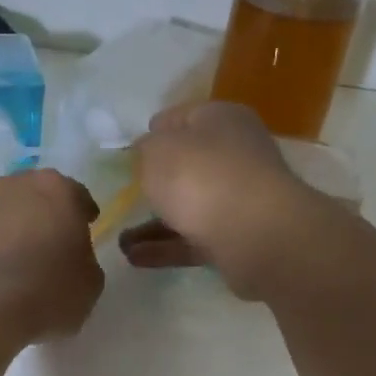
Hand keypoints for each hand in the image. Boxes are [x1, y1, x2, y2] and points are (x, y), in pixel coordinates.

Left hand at [0, 170, 103, 339]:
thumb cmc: (49, 289)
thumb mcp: (90, 282)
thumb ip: (84, 260)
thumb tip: (72, 261)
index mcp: (55, 189)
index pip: (76, 194)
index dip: (82, 213)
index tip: (85, 229)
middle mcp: (11, 186)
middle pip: (31, 196)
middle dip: (39, 215)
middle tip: (47, 245)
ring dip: (4, 229)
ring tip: (11, 262)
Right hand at [118, 101, 325, 297]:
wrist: (254, 234)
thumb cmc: (201, 177)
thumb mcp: (157, 151)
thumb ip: (145, 149)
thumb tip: (146, 151)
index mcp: (221, 119)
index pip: (182, 118)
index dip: (154, 132)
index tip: (129, 154)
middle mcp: (234, 155)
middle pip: (188, 166)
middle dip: (155, 183)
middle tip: (124, 197)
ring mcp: (238, 199)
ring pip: (188, 208)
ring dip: (153, 224)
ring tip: (120, 240)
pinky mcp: (236, 238)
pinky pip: (192, 240)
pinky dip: (164, 248)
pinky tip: (134, 258)